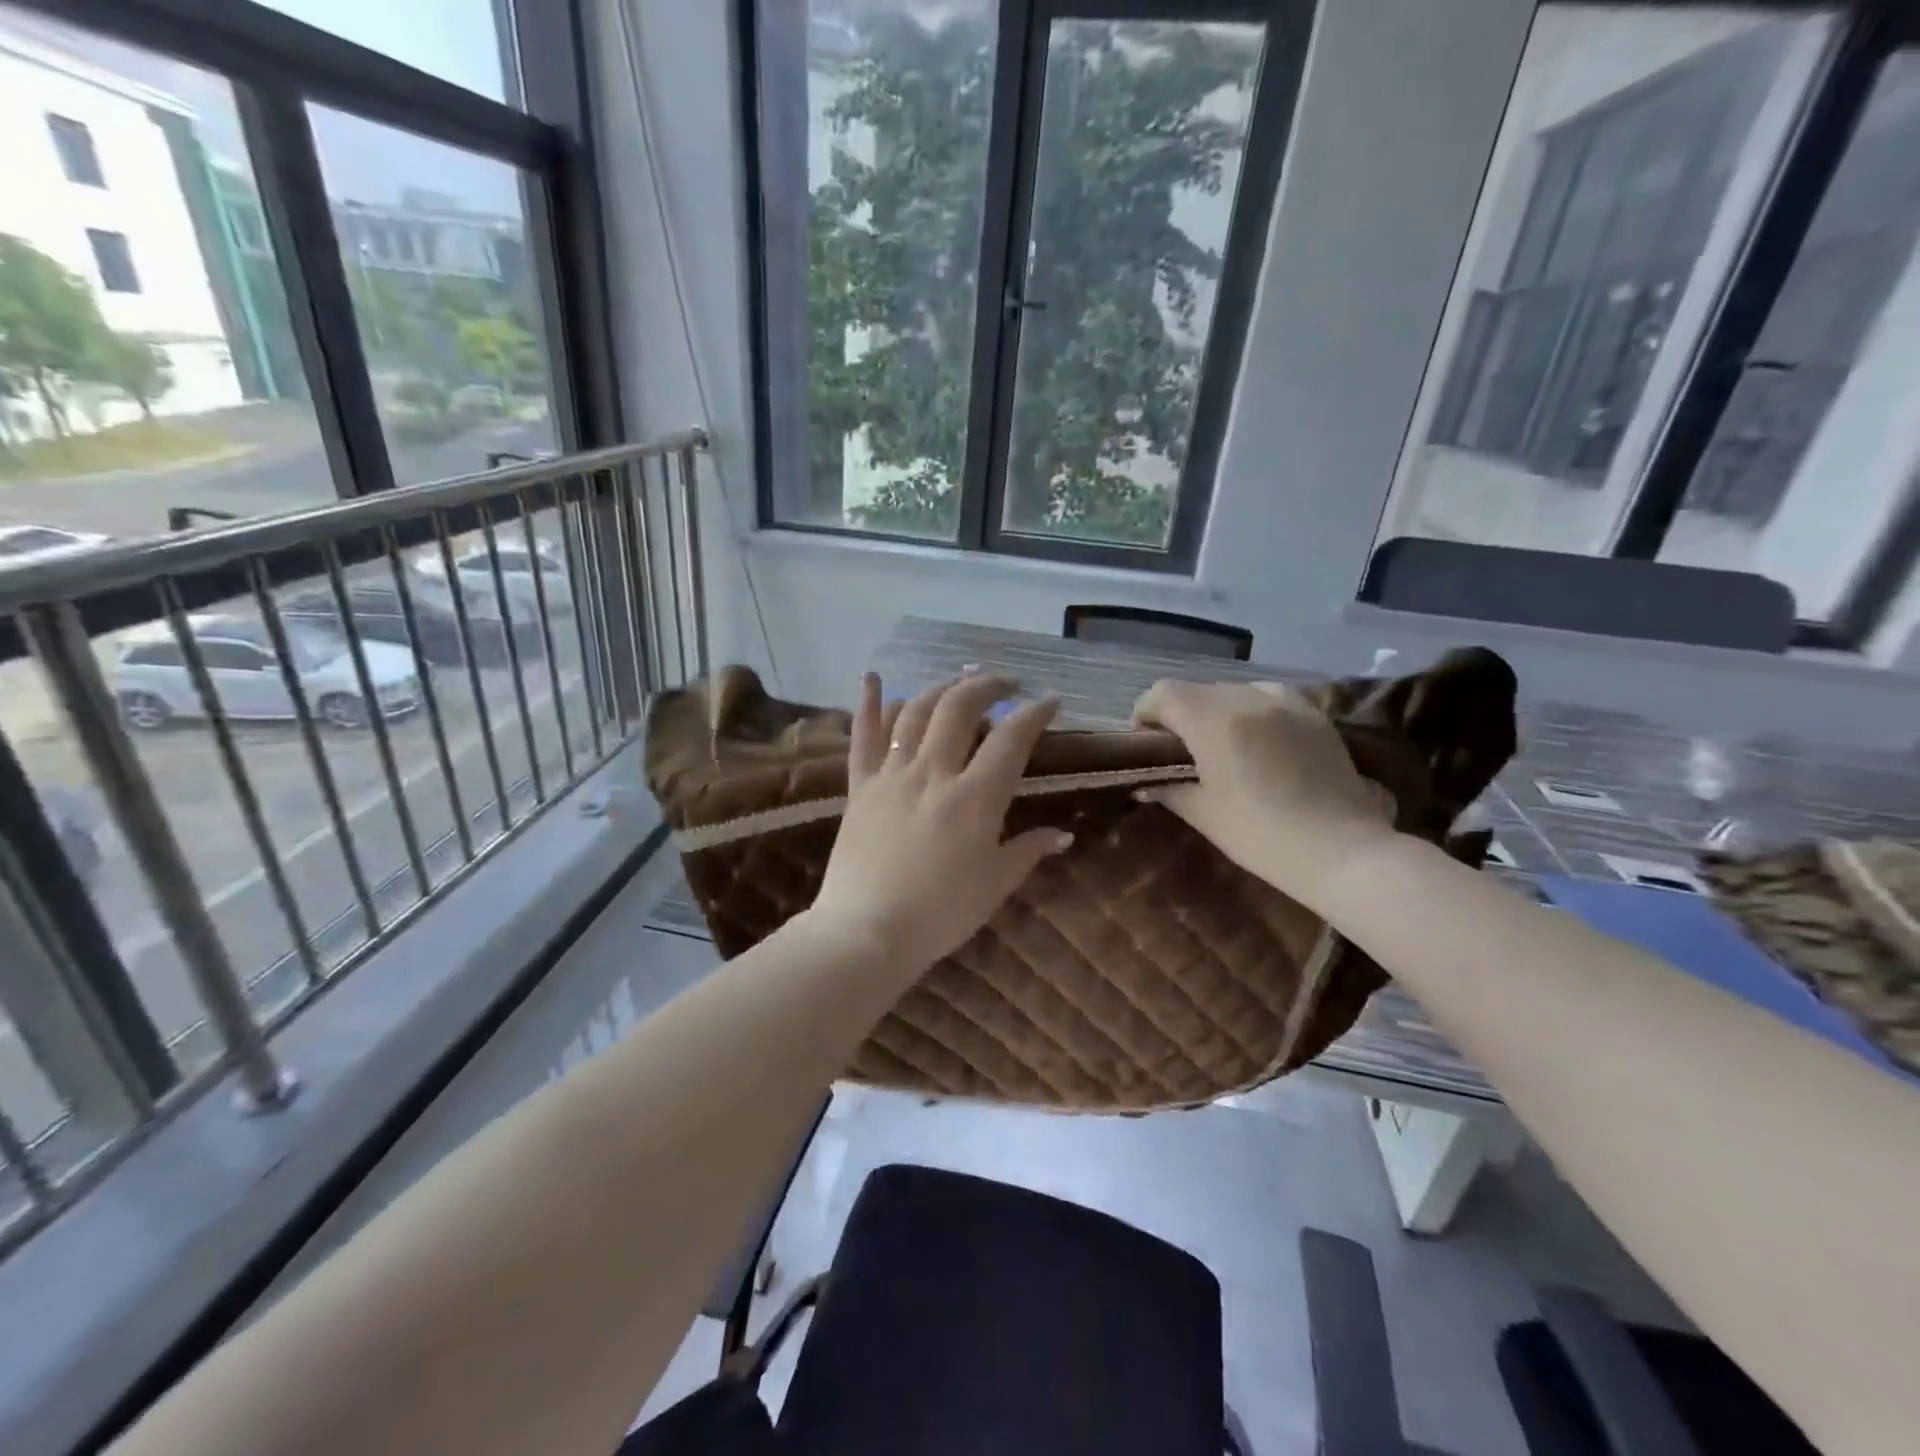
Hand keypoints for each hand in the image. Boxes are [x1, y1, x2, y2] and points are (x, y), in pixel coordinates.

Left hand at [807, 672, 1070, 976]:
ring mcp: (891, 775)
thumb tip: (1062, 834)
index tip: (1050, 702)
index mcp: (974, 797)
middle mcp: (933, 772)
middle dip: (988, 686)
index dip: (1034, 713)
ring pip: (915, 712)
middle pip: (960, 708)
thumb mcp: (995, 884)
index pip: (1011, 738)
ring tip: (958, 682)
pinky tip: (873, 676)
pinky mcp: (860, 786)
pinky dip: (869, 703)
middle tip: (1006, 684)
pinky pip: (862, 736)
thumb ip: (1028, 850)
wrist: (866, 931)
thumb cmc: (940, 913)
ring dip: (940, 688)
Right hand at [1132, 679, 1394, 909]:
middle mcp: (1249, 699)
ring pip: (1236, 689)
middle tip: (1181, 748)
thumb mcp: (1205, 814)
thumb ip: (1170, 790)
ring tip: (1222, 740)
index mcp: (1214, 722)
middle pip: (1199, 690)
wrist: (1341, 851)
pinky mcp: (1315, 715)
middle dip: (1181, 713)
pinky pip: (1271, 696)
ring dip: (1218, 708)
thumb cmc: (1262, 836)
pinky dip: (1254, 708)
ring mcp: (1287, 703)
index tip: (1146, 740)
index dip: (1146, 711)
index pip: (1165, 693)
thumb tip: (1145, 783)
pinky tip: (1260, 737)